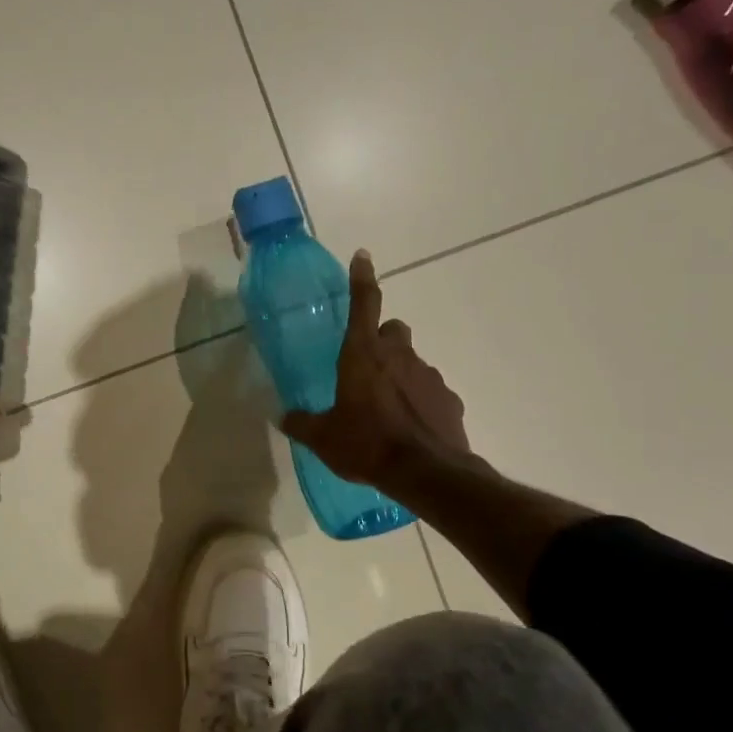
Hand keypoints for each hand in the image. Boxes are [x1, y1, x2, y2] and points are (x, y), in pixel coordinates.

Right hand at [281, 251, 470, 492]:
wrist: (426, 474)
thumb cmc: (367, 445)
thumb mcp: (323, 438)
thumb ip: (301, 423)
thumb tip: (283, 417)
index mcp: (363, 355)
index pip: (363, 304)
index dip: (362, 278)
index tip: (363, 256)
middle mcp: (399, 356)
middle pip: (394, 330)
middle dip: (383, 339)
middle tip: (368, 366)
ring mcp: (429, 375)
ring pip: (413, 361)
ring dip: (400, 374)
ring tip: (387, 409)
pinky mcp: (449, 400)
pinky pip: (431, 391)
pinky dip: (420, 401)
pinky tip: (410, 427)